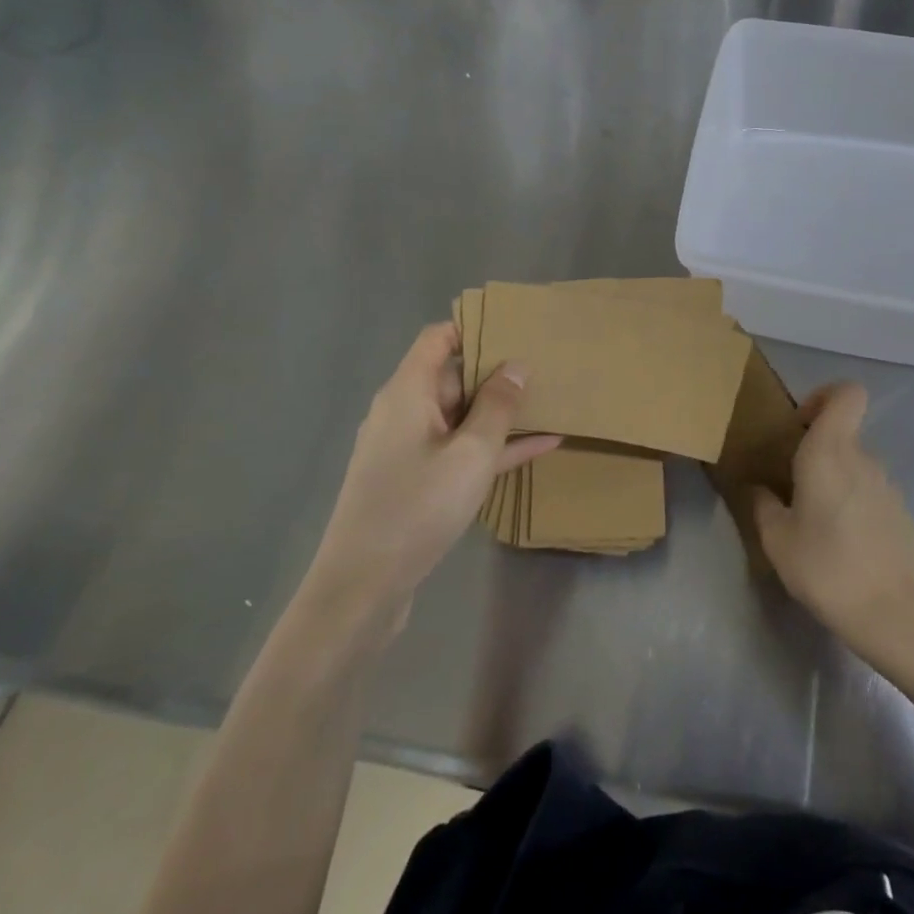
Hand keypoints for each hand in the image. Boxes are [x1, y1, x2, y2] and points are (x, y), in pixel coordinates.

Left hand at [304, 323, 557, 639]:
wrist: (363, 587)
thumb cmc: (417, 507)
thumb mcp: (471, 453)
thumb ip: (498, 406)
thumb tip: (516, 366)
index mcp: (408, 392)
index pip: (437, 338)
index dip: (474, 327)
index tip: (516, 326)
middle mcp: (404, 412)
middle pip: (452, 375)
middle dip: (497, 370)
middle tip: (546, 363)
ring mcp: (410, 448)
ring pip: (462, 415)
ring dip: (502, 411)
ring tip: (551, 400)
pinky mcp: (417, 480)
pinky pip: (461, 449)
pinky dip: (494, 445)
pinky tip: (541, 445)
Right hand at [752, 383, 913, 665]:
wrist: (891, 613)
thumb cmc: (826, 568)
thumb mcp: (777, 540)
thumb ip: (763, 505)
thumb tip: (758, 488)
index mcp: (831, 451)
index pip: (847, 393)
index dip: (824, 396)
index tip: (800, 425)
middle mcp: (863, 458)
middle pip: (843, 433)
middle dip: (817, 452)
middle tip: (793, 489)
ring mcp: (888, 485)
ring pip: (856, 466)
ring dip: (835, 482)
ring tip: (815, 524)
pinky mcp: (902, 512)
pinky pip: (871, 493)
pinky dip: (854, 505)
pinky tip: (844, 545)